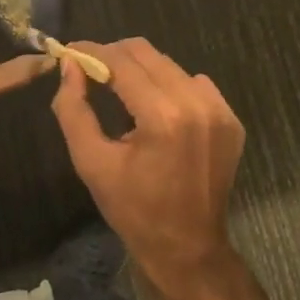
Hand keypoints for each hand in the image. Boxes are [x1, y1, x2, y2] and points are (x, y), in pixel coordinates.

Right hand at [51, 37, 245, 293]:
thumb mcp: (91, 162)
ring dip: (142, 70)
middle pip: (147, 54)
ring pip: (170, 65)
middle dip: (114, 56)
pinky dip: (170, 86)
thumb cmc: (133, 210)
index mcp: (163, 117)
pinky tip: (155, 108)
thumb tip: (69, 65)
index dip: (92, 52)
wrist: (188, 250)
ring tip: (120, 89)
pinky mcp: (231, 119)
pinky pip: (194, 83)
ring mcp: (219, 110)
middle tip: (90, 68)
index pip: (121, 62)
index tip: (71, 50)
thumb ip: (74, 109)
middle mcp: (196, 104)